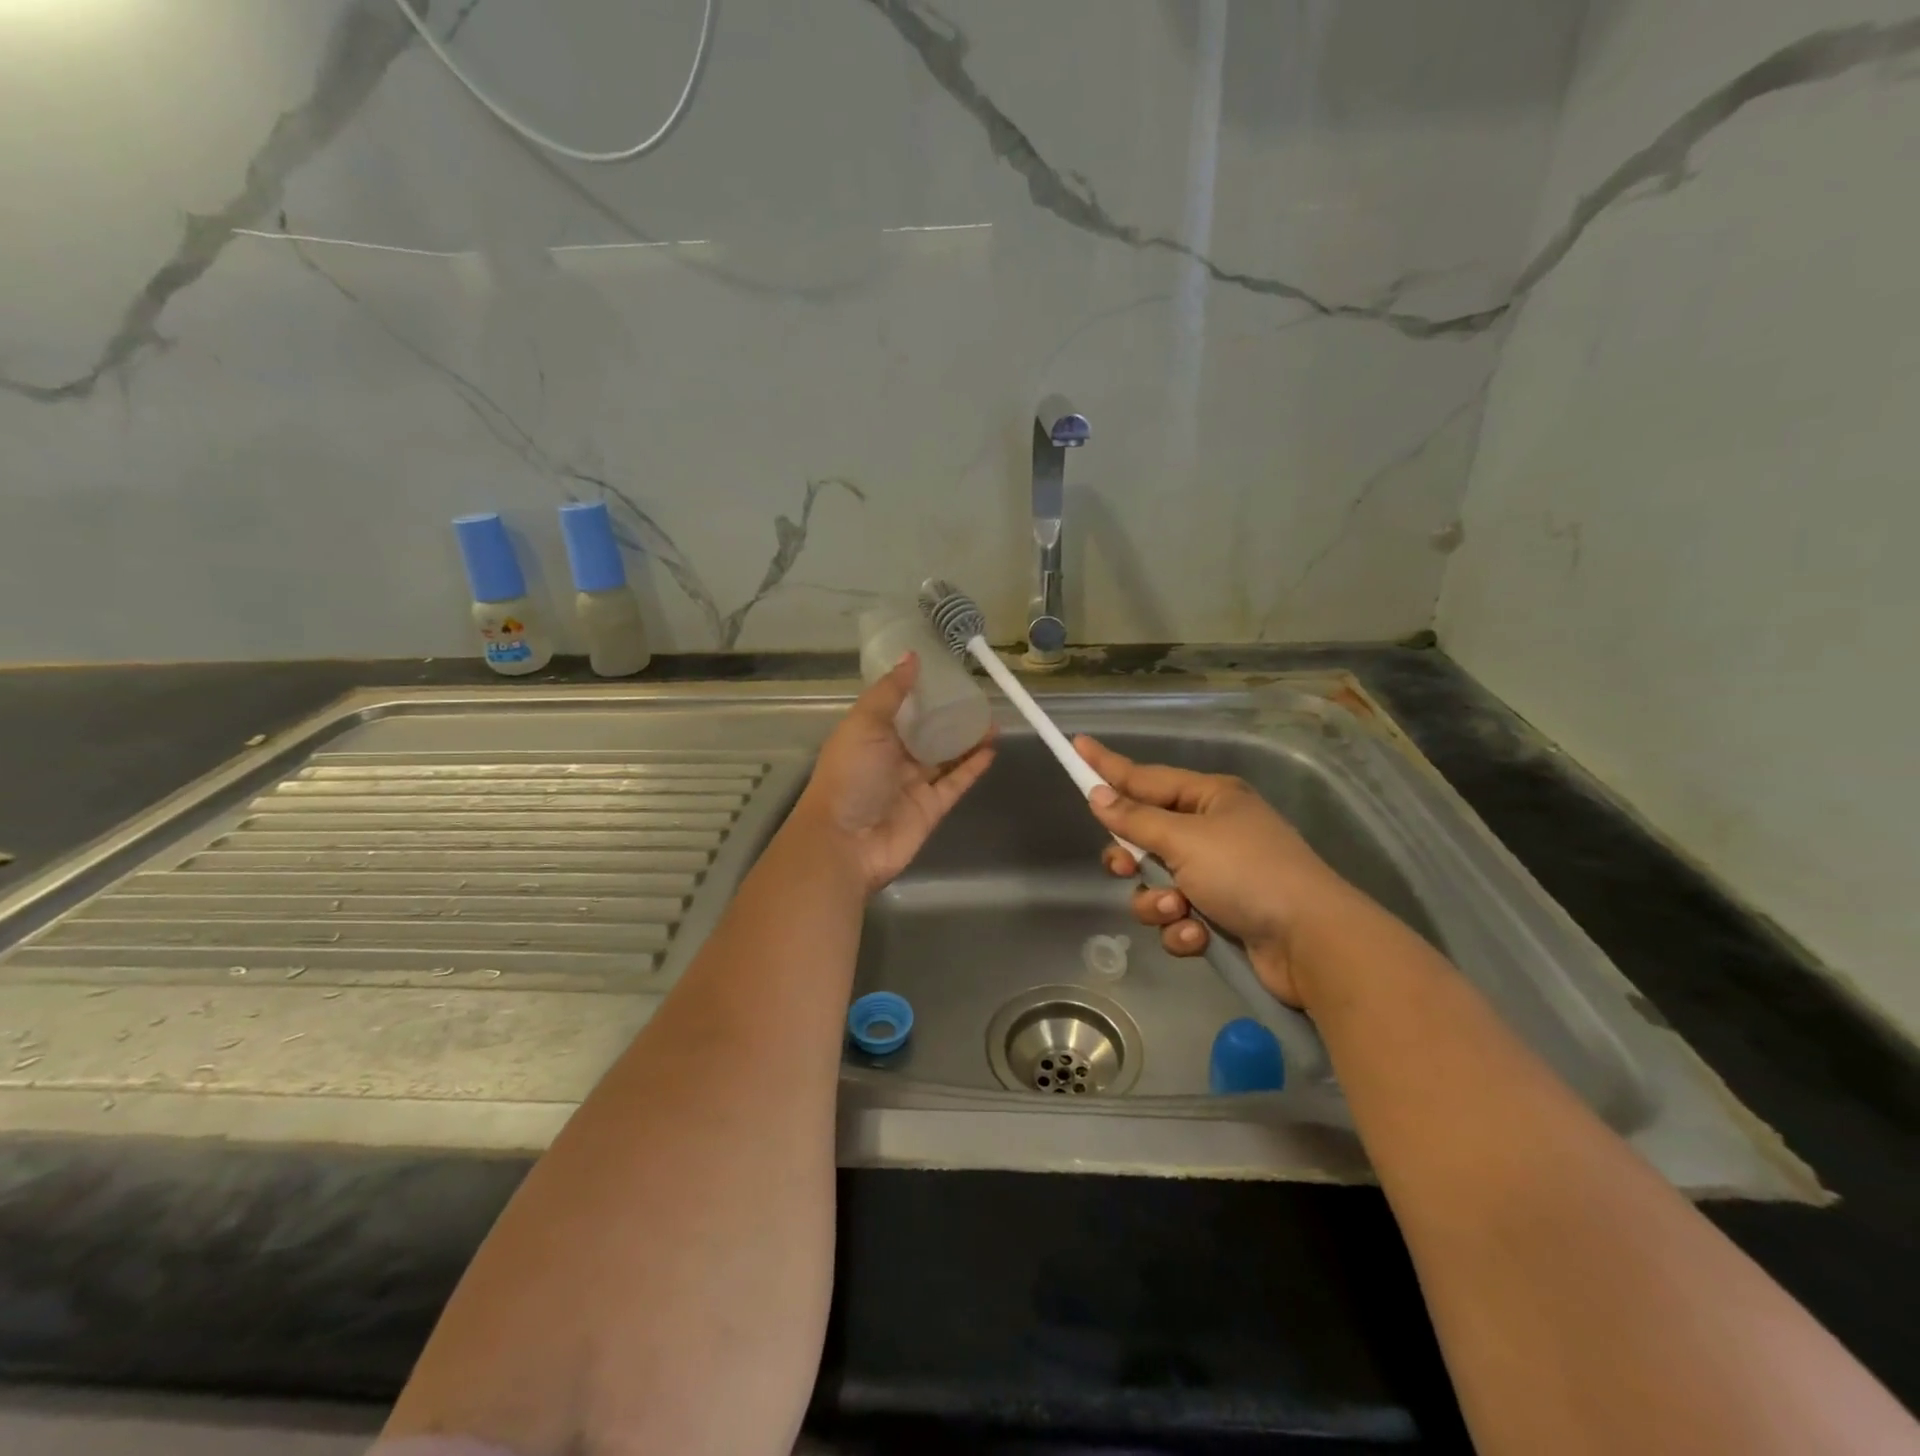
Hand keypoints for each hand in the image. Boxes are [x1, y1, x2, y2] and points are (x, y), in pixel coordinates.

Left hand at [792, 655, 994, 893]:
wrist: (846, 843)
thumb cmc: (850, 776)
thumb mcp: (865, 724)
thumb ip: (891, 692)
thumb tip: (911, 656)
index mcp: (870, 735)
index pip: (898, 707)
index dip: (919, 690)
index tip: (945, 670)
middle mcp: (891, 758)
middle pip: (925, 733)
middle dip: (947, 715)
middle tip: (977, 694)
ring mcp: (913, 785)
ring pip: (945, 757)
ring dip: (967, 739)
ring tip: (992, 717)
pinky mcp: (932, 808)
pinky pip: (956, 782)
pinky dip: (973, 767)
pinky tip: (993, 747)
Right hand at [1075, 736, 1359, 1006]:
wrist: (1310, 943)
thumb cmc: (1247, 873)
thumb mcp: (1186, 840)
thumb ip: (1136, 820)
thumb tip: (1097, 795)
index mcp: (1210, 798)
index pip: (1145, 777)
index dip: (1107, 766)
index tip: (1076, 746)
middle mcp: (1212, 832)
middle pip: (1145, 837)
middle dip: (1132, 858)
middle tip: (1124, 867)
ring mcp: (1217, 876)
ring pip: (1156, 883)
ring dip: (1158, 901)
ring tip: (1178, 910)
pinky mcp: (1219, 917)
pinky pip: (1176, 916)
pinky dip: (1181, 928)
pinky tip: (1197, 936)